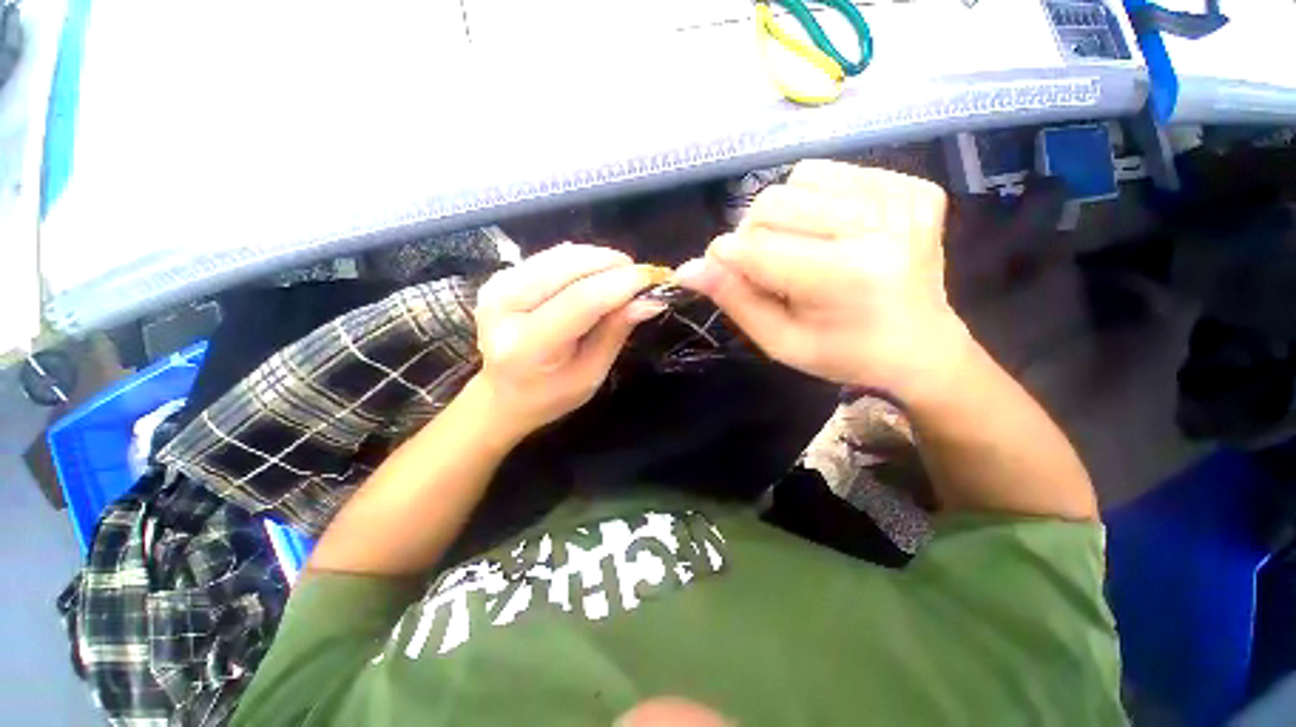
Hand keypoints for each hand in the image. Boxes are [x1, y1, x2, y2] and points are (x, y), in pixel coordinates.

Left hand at [471, 243, 662, 440]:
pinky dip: (581, 260)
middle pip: (569, 267)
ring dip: (599, 260)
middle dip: (613, 264)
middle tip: (640, 278)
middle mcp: (504, 307)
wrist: (501, 395)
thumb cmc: (550, 395)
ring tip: (621, 278)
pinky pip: (551, 256)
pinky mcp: (500, 275)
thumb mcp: (591, 373)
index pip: (581, 300)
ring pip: (562, 255)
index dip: (621, 284)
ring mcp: (497, 285)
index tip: (653, 278)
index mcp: (528, 345)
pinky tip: (595, 276)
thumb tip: (650, 300)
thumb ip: (616, 332)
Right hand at [676, 160, 972, 400]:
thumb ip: (734, 300)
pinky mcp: (913, 186)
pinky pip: (834, 173)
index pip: (753, 247)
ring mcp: (902, 198)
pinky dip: (815, 200)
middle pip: (771, 202)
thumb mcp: (779, 342)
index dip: (725, 260)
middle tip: (768, 268)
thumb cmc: (844, 354)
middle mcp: (878, 225)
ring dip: (783, 215)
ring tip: (801, 249)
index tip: (723, 276)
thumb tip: (687, 269)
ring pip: (799, 179)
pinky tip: (830, 231)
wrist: (920, 347)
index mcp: (845, 276)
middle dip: (752, 236)